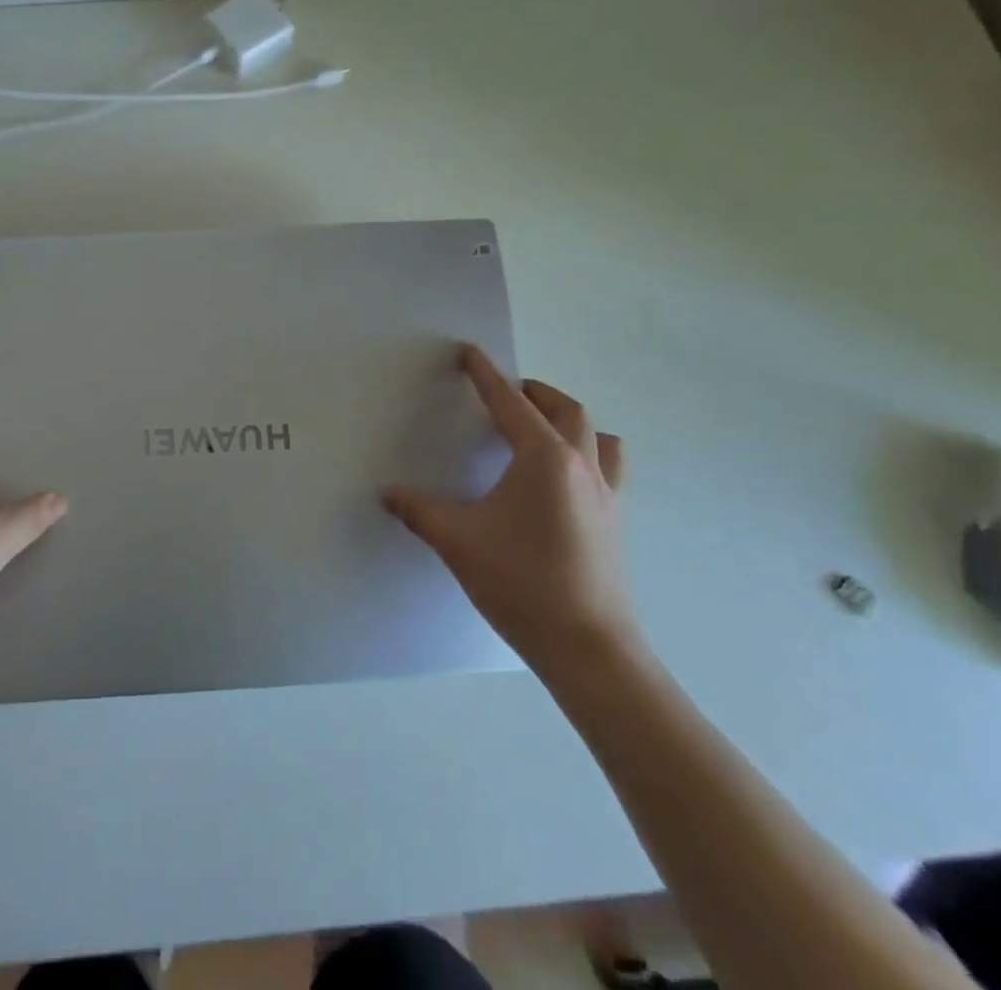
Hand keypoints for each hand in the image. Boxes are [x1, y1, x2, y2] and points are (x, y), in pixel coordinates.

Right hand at [383, 345, 638, 681]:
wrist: (589, 648)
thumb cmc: (521, 583)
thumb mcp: (457, 540)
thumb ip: (418, 510)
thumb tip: (386, 493)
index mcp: (543, 458)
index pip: (510, 402)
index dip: (486, 375)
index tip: (469, 352)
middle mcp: (580, 465)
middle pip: (565, 409)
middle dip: (533, 392)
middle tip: (503, 394)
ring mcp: (605, 494)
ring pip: (597, 435)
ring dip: (568, 420)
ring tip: (539, 428)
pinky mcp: (614, 521)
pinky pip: (607, 467)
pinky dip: (588, 453)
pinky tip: (561, 479)